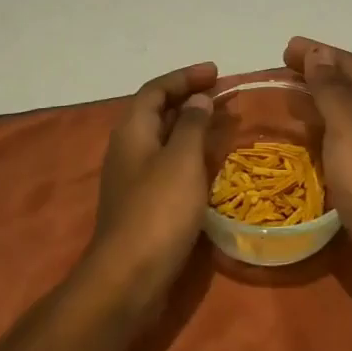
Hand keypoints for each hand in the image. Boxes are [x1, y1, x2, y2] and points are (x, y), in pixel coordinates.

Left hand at [82, 61, 217, 320]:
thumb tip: (198, 99)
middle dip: (190, 99)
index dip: (185, 77)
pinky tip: (210, 165)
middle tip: (224, 96)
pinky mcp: (142, 204)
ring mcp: (132, 178)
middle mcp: (128, 148)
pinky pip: (167, 165)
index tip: (216, 72)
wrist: (128, 278)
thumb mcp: (181, 160)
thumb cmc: (158, 210)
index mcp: (132, 130)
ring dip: (191, 127)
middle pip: (158, 112)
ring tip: (223, 124)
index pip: (156, 89)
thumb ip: (192, 124)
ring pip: (164, 139)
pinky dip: (189, 155)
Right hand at [284, 37, 351, 278]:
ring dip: (319, 99)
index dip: (317, 52)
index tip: (285, 47)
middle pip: (347, 83)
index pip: (346, 61)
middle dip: (317, 72)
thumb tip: (317, 52)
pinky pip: (342, 136)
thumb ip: (331, 87)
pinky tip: (306, 137)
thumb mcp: (347, 124)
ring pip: (345, 110)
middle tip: (282, 68)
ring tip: (289, 97)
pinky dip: (323, 127)